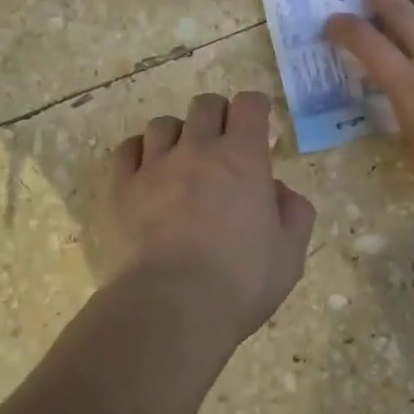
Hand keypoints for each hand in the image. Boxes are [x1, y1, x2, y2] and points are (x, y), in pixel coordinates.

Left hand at [102, 91, 316, 347]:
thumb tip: (279, 190)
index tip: (259, 123)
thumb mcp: (289, 255)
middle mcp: (197, 149)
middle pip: (205, 105)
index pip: (249, 105)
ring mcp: (153, 166)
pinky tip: (145, 173)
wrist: (170, 308)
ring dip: (177, 135)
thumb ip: (294, 213)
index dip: (256, 108)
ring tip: (180, 161)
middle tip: (222, 144)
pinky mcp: (119, 188)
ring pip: (162, 124)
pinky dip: (138, 154)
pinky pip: (126, 150)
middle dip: (218, 116)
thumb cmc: (239, 282)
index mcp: (242, 158)